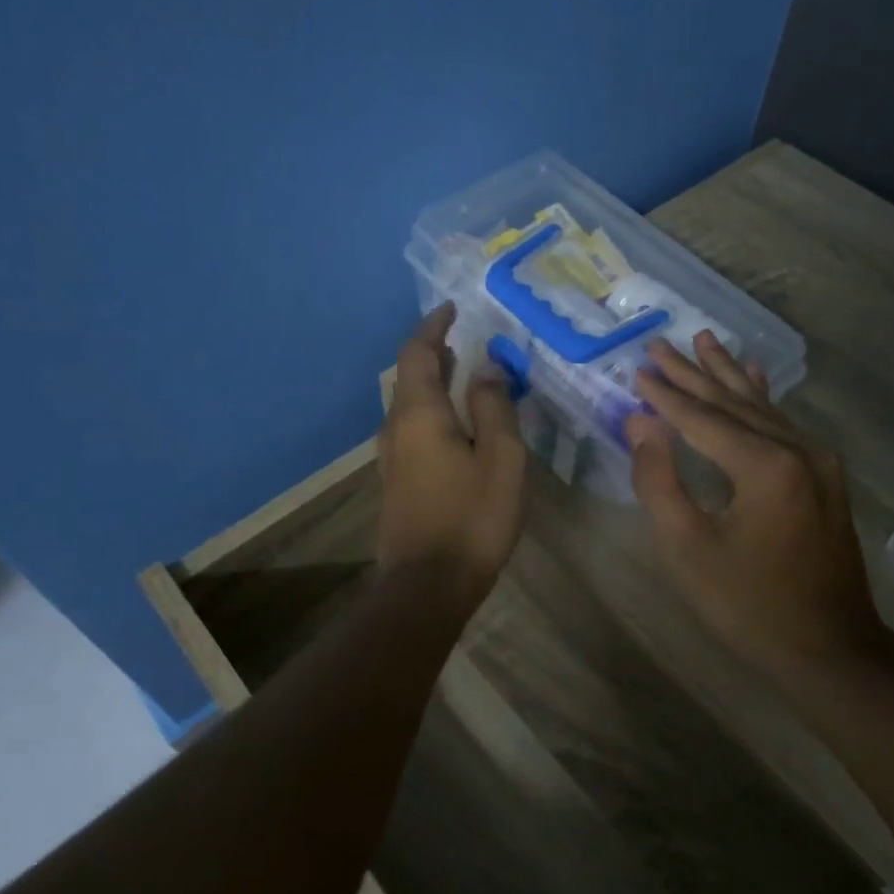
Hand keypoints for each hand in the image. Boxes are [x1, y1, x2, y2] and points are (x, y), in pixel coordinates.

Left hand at [377, 304, 528, 604]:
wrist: (428, 585)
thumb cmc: (472, 517)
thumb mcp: (501, 457)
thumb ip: (494, 406)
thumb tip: (487, 367)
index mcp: (419, 414)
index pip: (418, 353)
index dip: (434, 327)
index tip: (452, 308)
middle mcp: (397, 427)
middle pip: (409, 376)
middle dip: (433, 352)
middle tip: (462, 337)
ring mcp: (392, 456)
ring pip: (409, 403)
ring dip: (432, 380)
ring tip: (462, 370)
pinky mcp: (396, 480)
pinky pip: (412, 426)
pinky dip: (432, 408)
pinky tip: (456, 422)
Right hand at [625, 333, 877, 663]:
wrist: (830, 649)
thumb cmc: (748, 604)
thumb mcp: (687, 548)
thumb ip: (658, 480)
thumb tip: (639, 424)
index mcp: (765, 466)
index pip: (701, 419)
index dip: (665, 396)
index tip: (637, 369)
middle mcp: (797, 448)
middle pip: (732, 403)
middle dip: (692, 374)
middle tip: (659, 344)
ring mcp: (817, 459)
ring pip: (761, 406)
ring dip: (727, 374)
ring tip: (704, 339)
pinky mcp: (824, 474)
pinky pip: (784, 424)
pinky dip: (762, 397)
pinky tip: (756, 374)